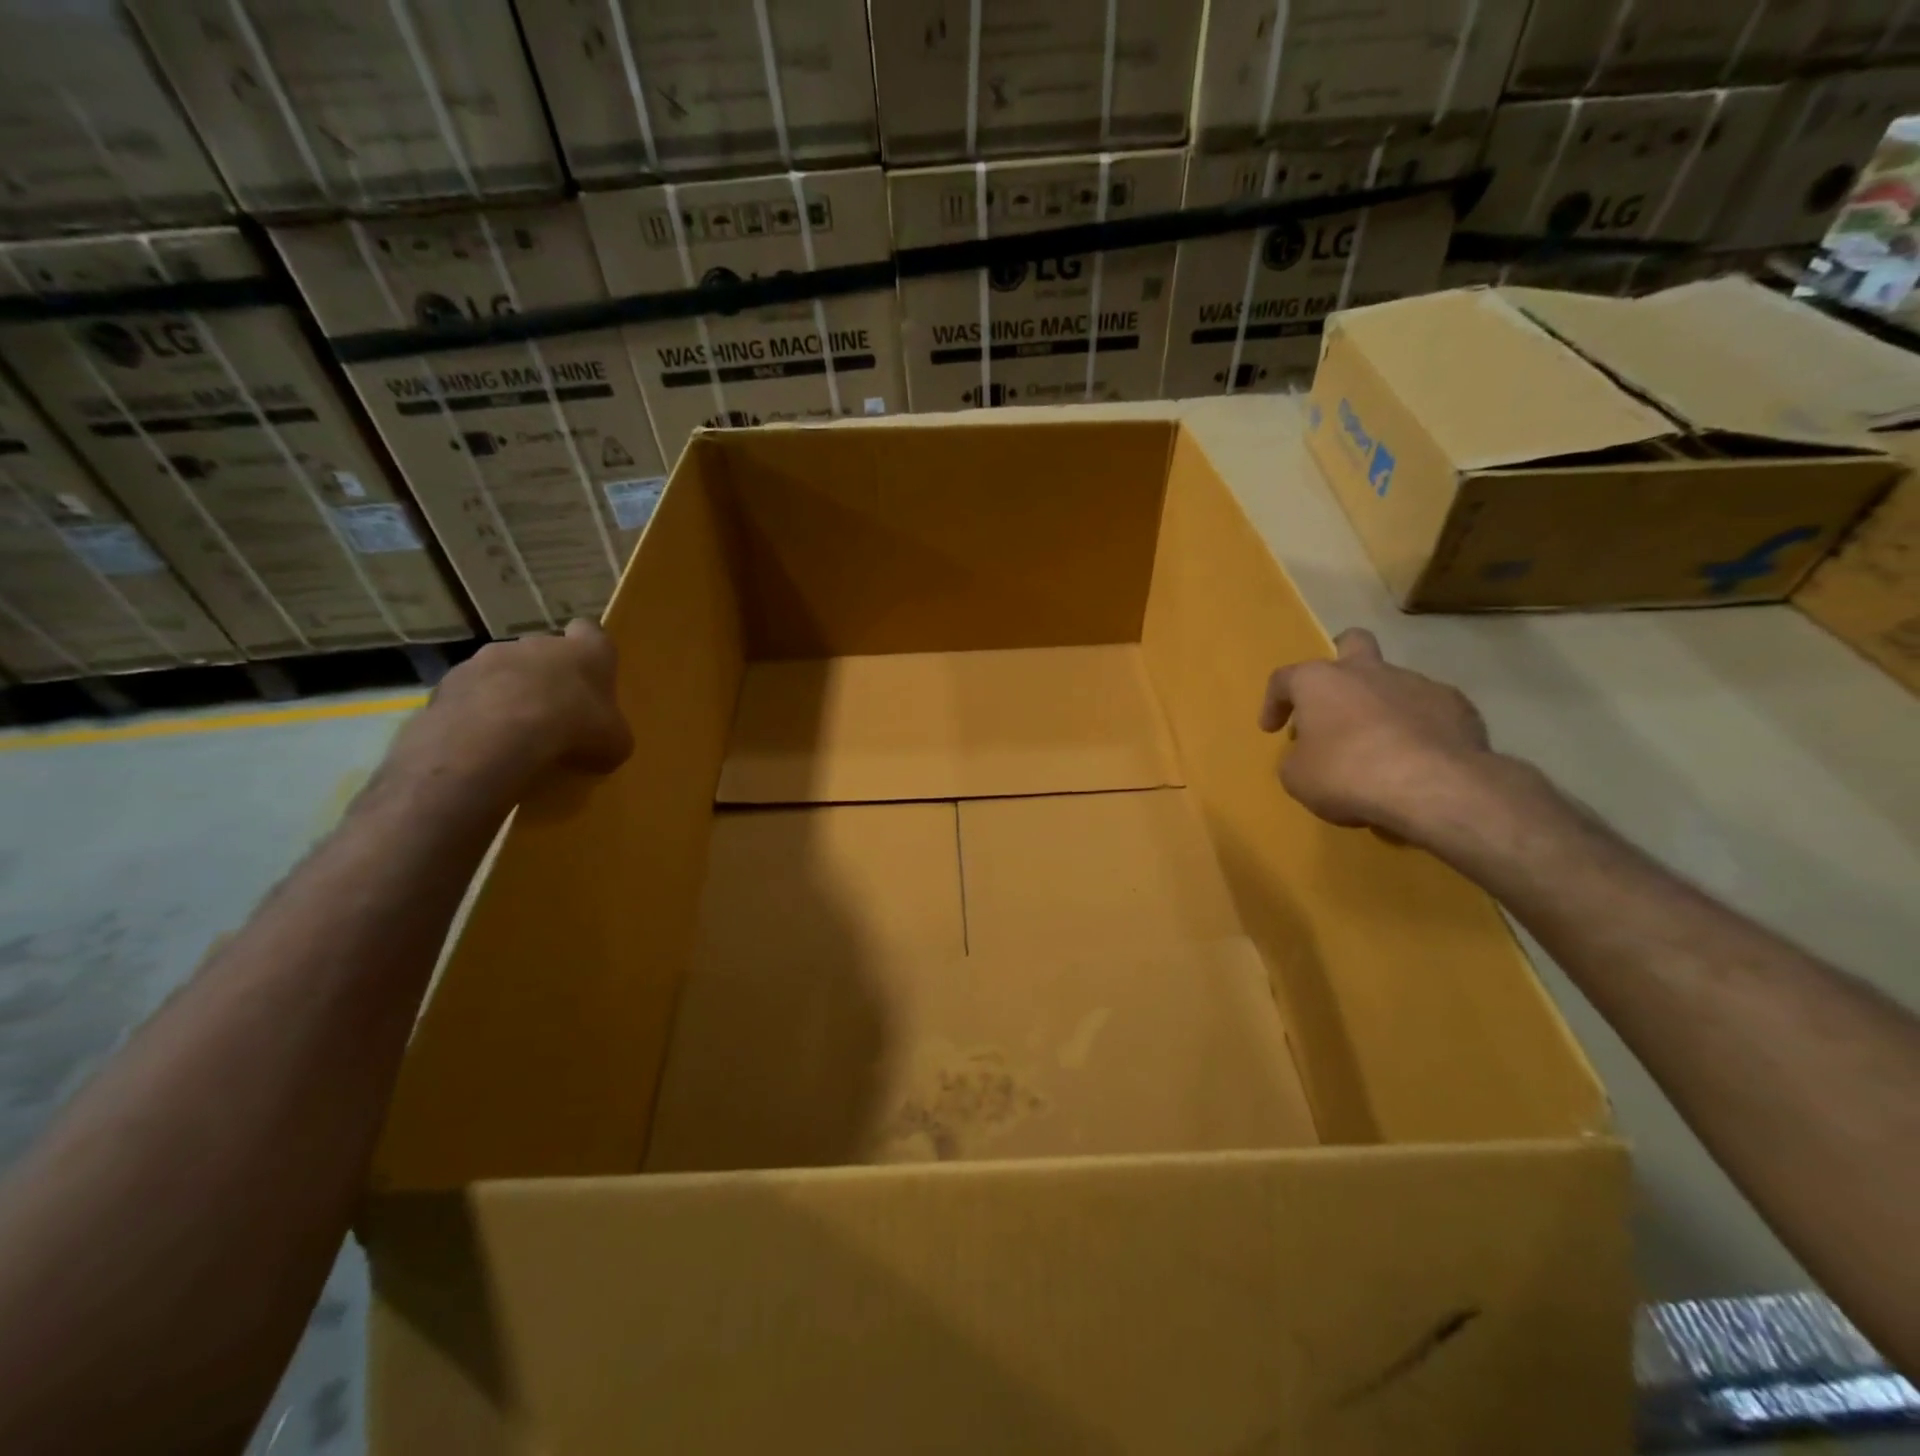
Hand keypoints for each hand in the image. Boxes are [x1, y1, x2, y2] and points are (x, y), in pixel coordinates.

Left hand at [404, 620, 633, 784]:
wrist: (497, 735)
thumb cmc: (574, 727)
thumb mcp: (614, 742)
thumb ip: (612, 733)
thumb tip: (606, 741)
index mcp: (586, 650)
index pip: (591, 631)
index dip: (591, 650)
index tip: (591, 673)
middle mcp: (538, 642)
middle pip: (545, 651)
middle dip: (548, 676)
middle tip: (554, 713)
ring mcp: (490, 657)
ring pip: (504, 670)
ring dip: (509, 692)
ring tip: (513, 732)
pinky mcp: (452, 679)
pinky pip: (471, 693)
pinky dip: (477, 711)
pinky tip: (484, 740)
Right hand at [1259, 628, 1495, 837]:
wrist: (1432, 786)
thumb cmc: (1346, 774)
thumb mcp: (1298, 777)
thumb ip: (1299, 758)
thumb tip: (1310, 754)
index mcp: (1319, 682)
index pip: (1284, 679)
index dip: (1274, 703)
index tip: (1272, 729)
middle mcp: (1366, 671)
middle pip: (1351, 643)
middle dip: (1340, 661)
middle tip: (1335, 696)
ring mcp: (1416, 683)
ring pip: (1392, 681)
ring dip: (1380, 705)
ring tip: (1379, 745)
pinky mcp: (1456, 705)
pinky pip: (1428, 710)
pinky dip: (1417, 727)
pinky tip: (1416, 757)